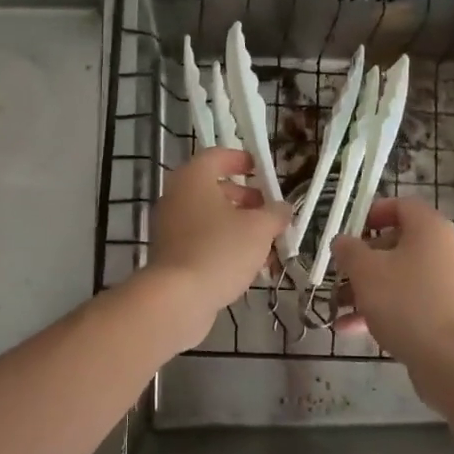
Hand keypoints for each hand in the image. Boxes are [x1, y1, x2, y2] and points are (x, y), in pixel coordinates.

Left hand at [140, 148, 291, 345]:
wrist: (177, 298)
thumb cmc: (220, 250)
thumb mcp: (259, 228)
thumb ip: (275, 214)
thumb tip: (283, 208)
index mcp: (194, 178)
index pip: (217, 156)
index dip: (241, 159)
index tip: (261, 170)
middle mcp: (176, 196)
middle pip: (214, 188)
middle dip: (245, 199)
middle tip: (268, 211)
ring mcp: (170, 227)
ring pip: (209, 217)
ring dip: (238, 226)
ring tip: (266, 243)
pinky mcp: (170, 254)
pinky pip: (201, 240)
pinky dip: (223, 245)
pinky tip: (247, 265)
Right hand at [331, 198, 453, 408]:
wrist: (449, 361)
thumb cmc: (405, 303)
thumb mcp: (366, 271)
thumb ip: (349, 250)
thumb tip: (342, 241)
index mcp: (430, 228)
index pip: (401, 205)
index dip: (371, 213)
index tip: (348, 231)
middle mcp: (445, 249)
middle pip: (398, 243)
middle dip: (362, 259)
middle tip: (338, 272)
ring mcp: (449, 282)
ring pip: (400, 275)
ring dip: (367, 288)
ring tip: (337, 306)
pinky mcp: (447, 312)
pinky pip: (410, 300)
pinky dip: (383, 308)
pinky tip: (351, 329)